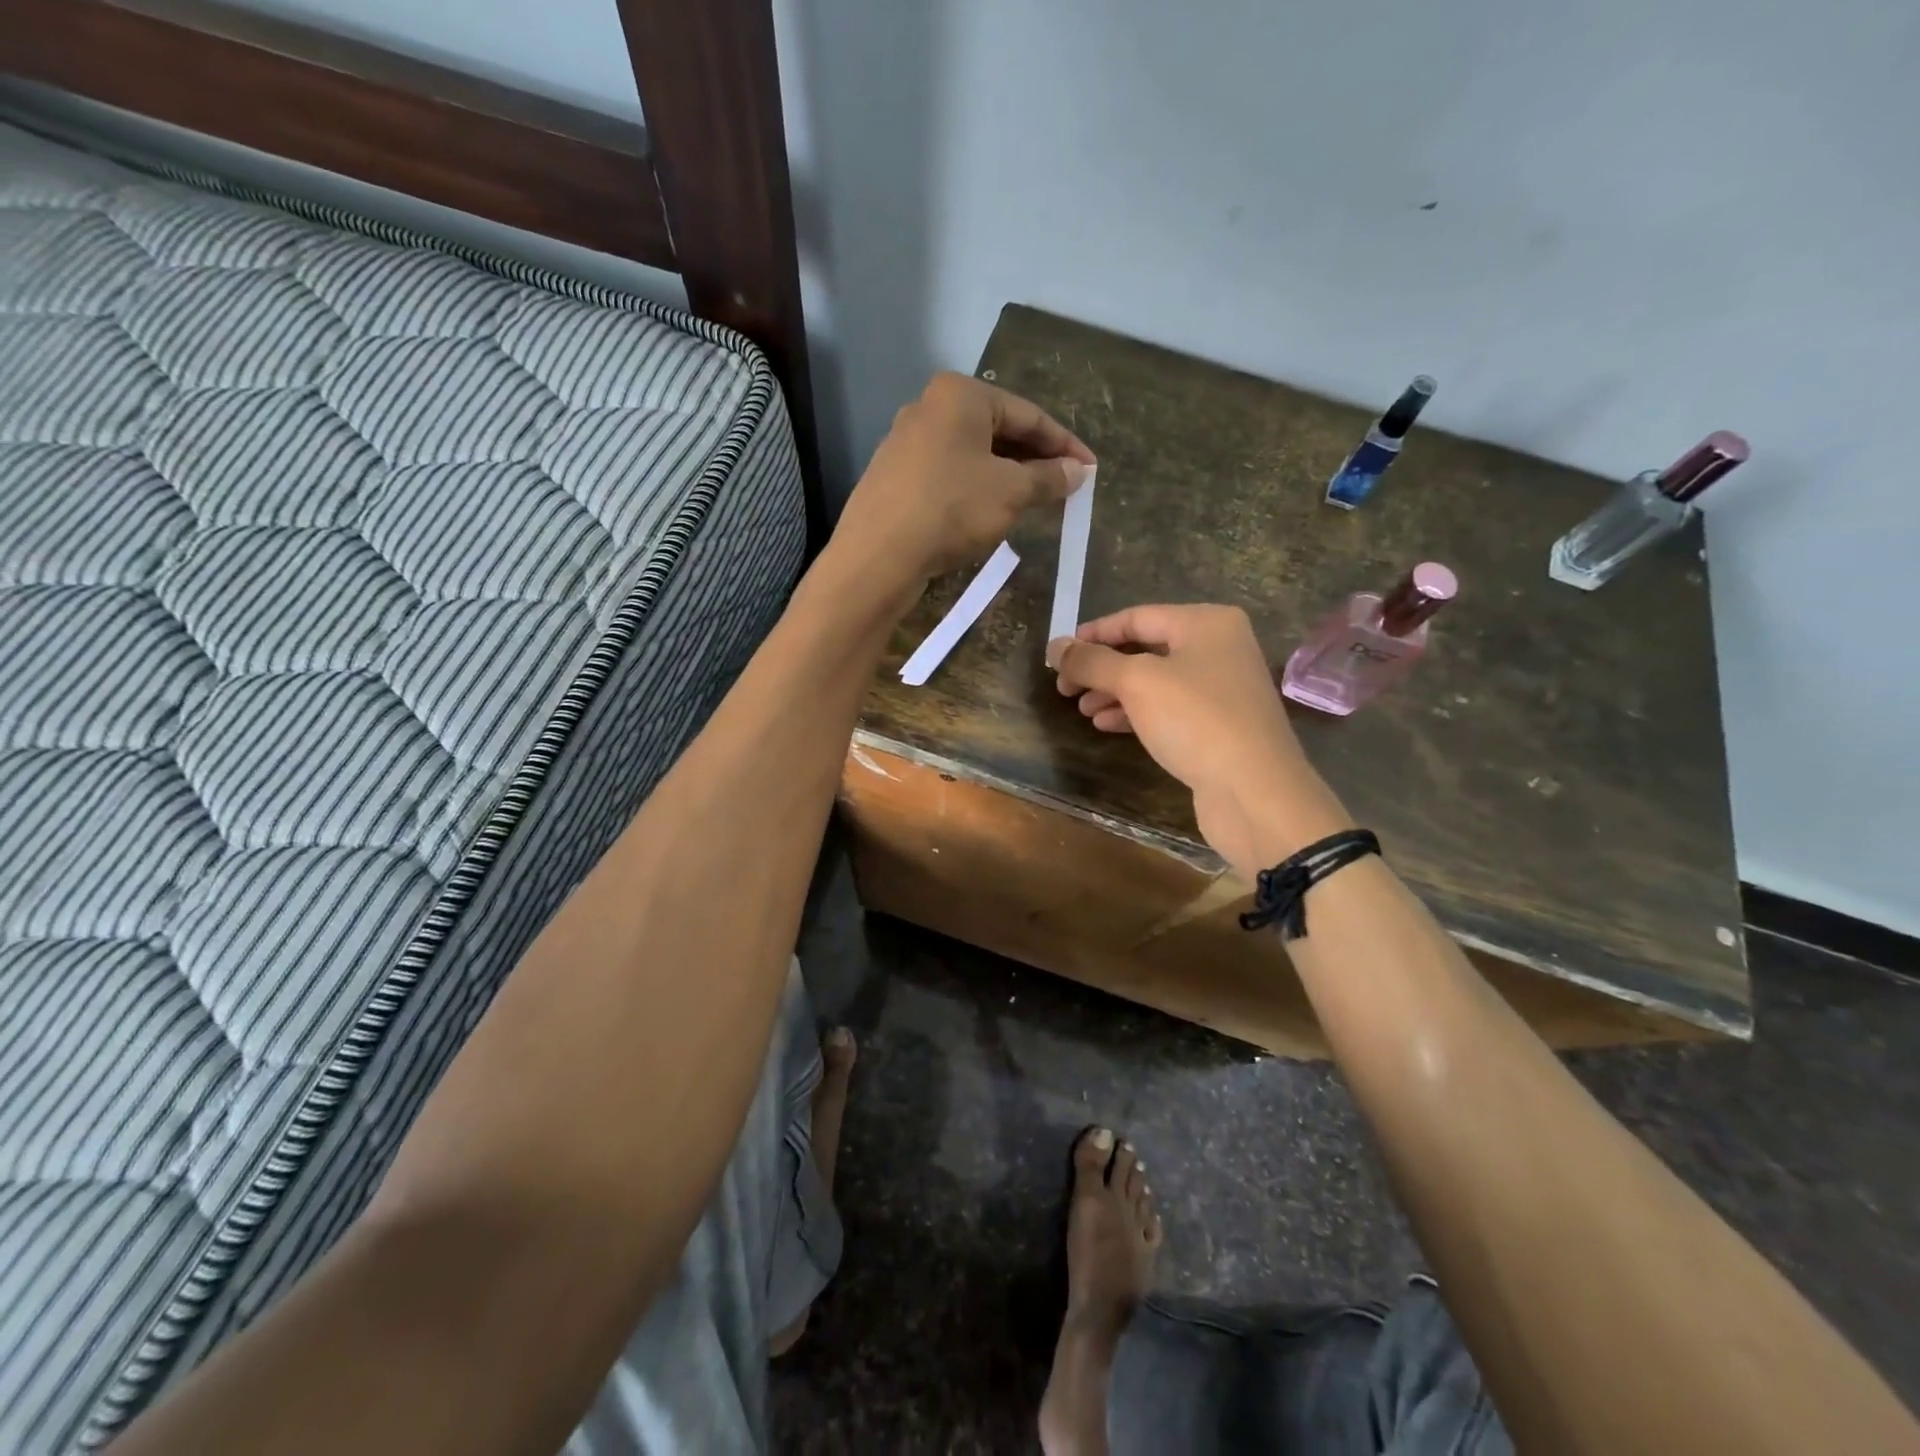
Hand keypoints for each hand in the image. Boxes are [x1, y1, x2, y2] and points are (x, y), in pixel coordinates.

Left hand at [831, 373, 1094, 591]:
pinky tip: (991, 510)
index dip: (1064, 444)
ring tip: (1035, 499)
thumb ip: (1048, 477)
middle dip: (1034, 458)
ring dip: (1007, 475)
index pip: (1028, 415)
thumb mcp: (1010, 492)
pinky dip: (976, 487)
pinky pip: (949, 473)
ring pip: (972, 454)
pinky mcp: (895, 476)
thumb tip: (1077, 472)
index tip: (1090, 469)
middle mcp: (929, 407)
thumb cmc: (951, 509)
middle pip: (998, 430)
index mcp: (960, 395)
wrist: (878, 555)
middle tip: (1065, 485)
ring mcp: (906, 442)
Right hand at [1047, 605, 1352, 877]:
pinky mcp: (1219, 726)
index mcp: (1206, 623)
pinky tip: (1106, 725)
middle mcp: (1219, 648)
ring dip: (1114, 693)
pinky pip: (1168, 709)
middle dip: (1102, 668)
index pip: (1136, 617)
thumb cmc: (1196, 720)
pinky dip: (1135, 714)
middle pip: (1146, 649)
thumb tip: (1055, 647)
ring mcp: (1221, 689)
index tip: (1059, 655)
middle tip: (1064, 688)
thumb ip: (1092, 661)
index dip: (1093, 634)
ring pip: (1155, 682)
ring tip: (1081, 709)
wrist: (1255, 791)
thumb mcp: (1136, 682)